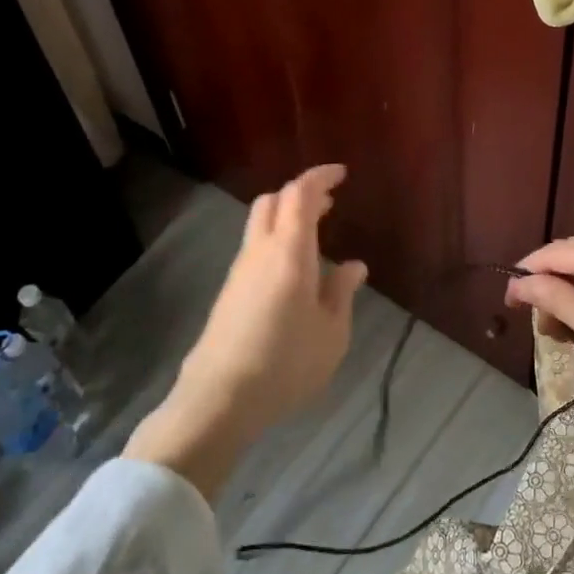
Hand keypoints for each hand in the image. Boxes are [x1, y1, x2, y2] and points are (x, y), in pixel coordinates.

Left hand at [126, 165, 367, 493]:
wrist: (219, 399)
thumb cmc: (286, 363)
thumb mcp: (331, 333)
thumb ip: (342, 293)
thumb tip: (354, 266)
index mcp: (290, 252)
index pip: (300, 194)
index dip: (320, 177)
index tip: (341, 174)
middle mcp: (260, 252)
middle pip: (273, 201)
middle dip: (301, 193)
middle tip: (330, 202)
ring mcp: (240, 271)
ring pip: (260, 223)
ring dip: (287, 216)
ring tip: (317, 232)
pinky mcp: (229, 292)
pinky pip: (255, 248)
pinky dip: (277, 239)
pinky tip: (294, 268)